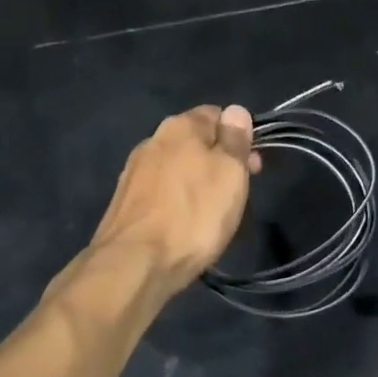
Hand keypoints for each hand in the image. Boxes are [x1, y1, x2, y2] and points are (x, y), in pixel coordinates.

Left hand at [90, 105, 260, 291]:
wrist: (134, 264)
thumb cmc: (194, 214)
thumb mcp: (230, 172)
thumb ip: (235, 138)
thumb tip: (235, 111)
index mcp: (180, 126)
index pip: (216, 114)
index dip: (239, 135)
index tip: (253, 165)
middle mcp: (152, 140)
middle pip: (195, 142)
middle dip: (219, 161)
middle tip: (238, 194)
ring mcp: (133, 172)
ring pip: (178, 168)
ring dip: (197, 183)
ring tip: (213, 214)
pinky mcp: (124, 203)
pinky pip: (161, 193)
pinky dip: (177, 202)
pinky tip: (185, 225)